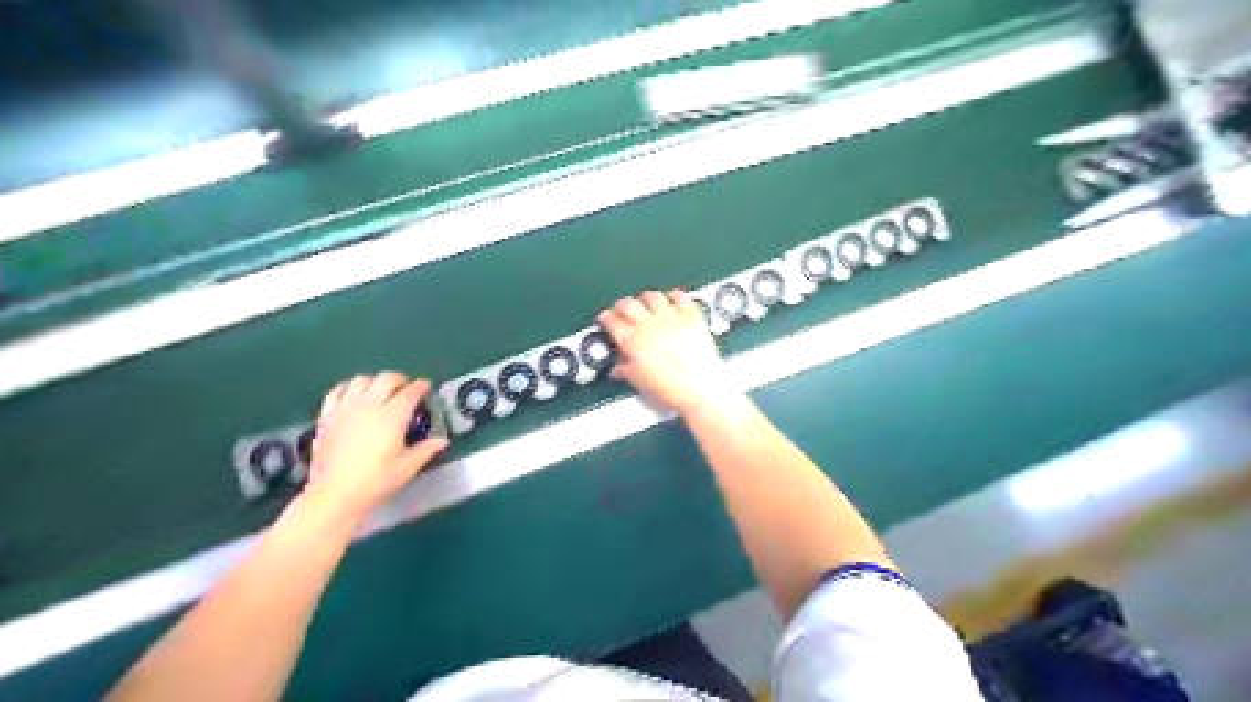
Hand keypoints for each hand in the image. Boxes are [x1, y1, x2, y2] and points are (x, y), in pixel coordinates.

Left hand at [301, 377, 448, 522]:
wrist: (335, 494)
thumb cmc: (376, 481)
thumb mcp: (408, 467)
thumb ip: (426, 450)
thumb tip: (443, 440)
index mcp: (392, 417)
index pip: (410, 392)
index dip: (421, 386)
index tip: (426, 387)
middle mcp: (369, 406)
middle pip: (386, 378)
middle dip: (400, 379)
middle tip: (406, 388)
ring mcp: (345, 409)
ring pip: (361, 379)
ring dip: (375, 380)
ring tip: (381, 390)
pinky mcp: (327, 416)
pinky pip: (337, 391)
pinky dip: (349, 387)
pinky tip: (354, 394)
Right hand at [595, 292, 734, 417]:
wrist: (700, 389)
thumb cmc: (670, 391)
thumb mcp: (641, 383)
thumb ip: (626, 371)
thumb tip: (617, 368)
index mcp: (633, 343)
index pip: (612, 322)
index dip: (606, 318)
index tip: (606, 317)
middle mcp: (649, 326)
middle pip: (628, 305)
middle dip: (622, 305)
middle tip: (622, 308)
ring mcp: (671, 318)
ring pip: (652, 296)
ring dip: (645, 298)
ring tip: (645, 302)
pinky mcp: (691, 317)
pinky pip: (680, 297)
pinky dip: (673, 296)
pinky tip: (672, 299)